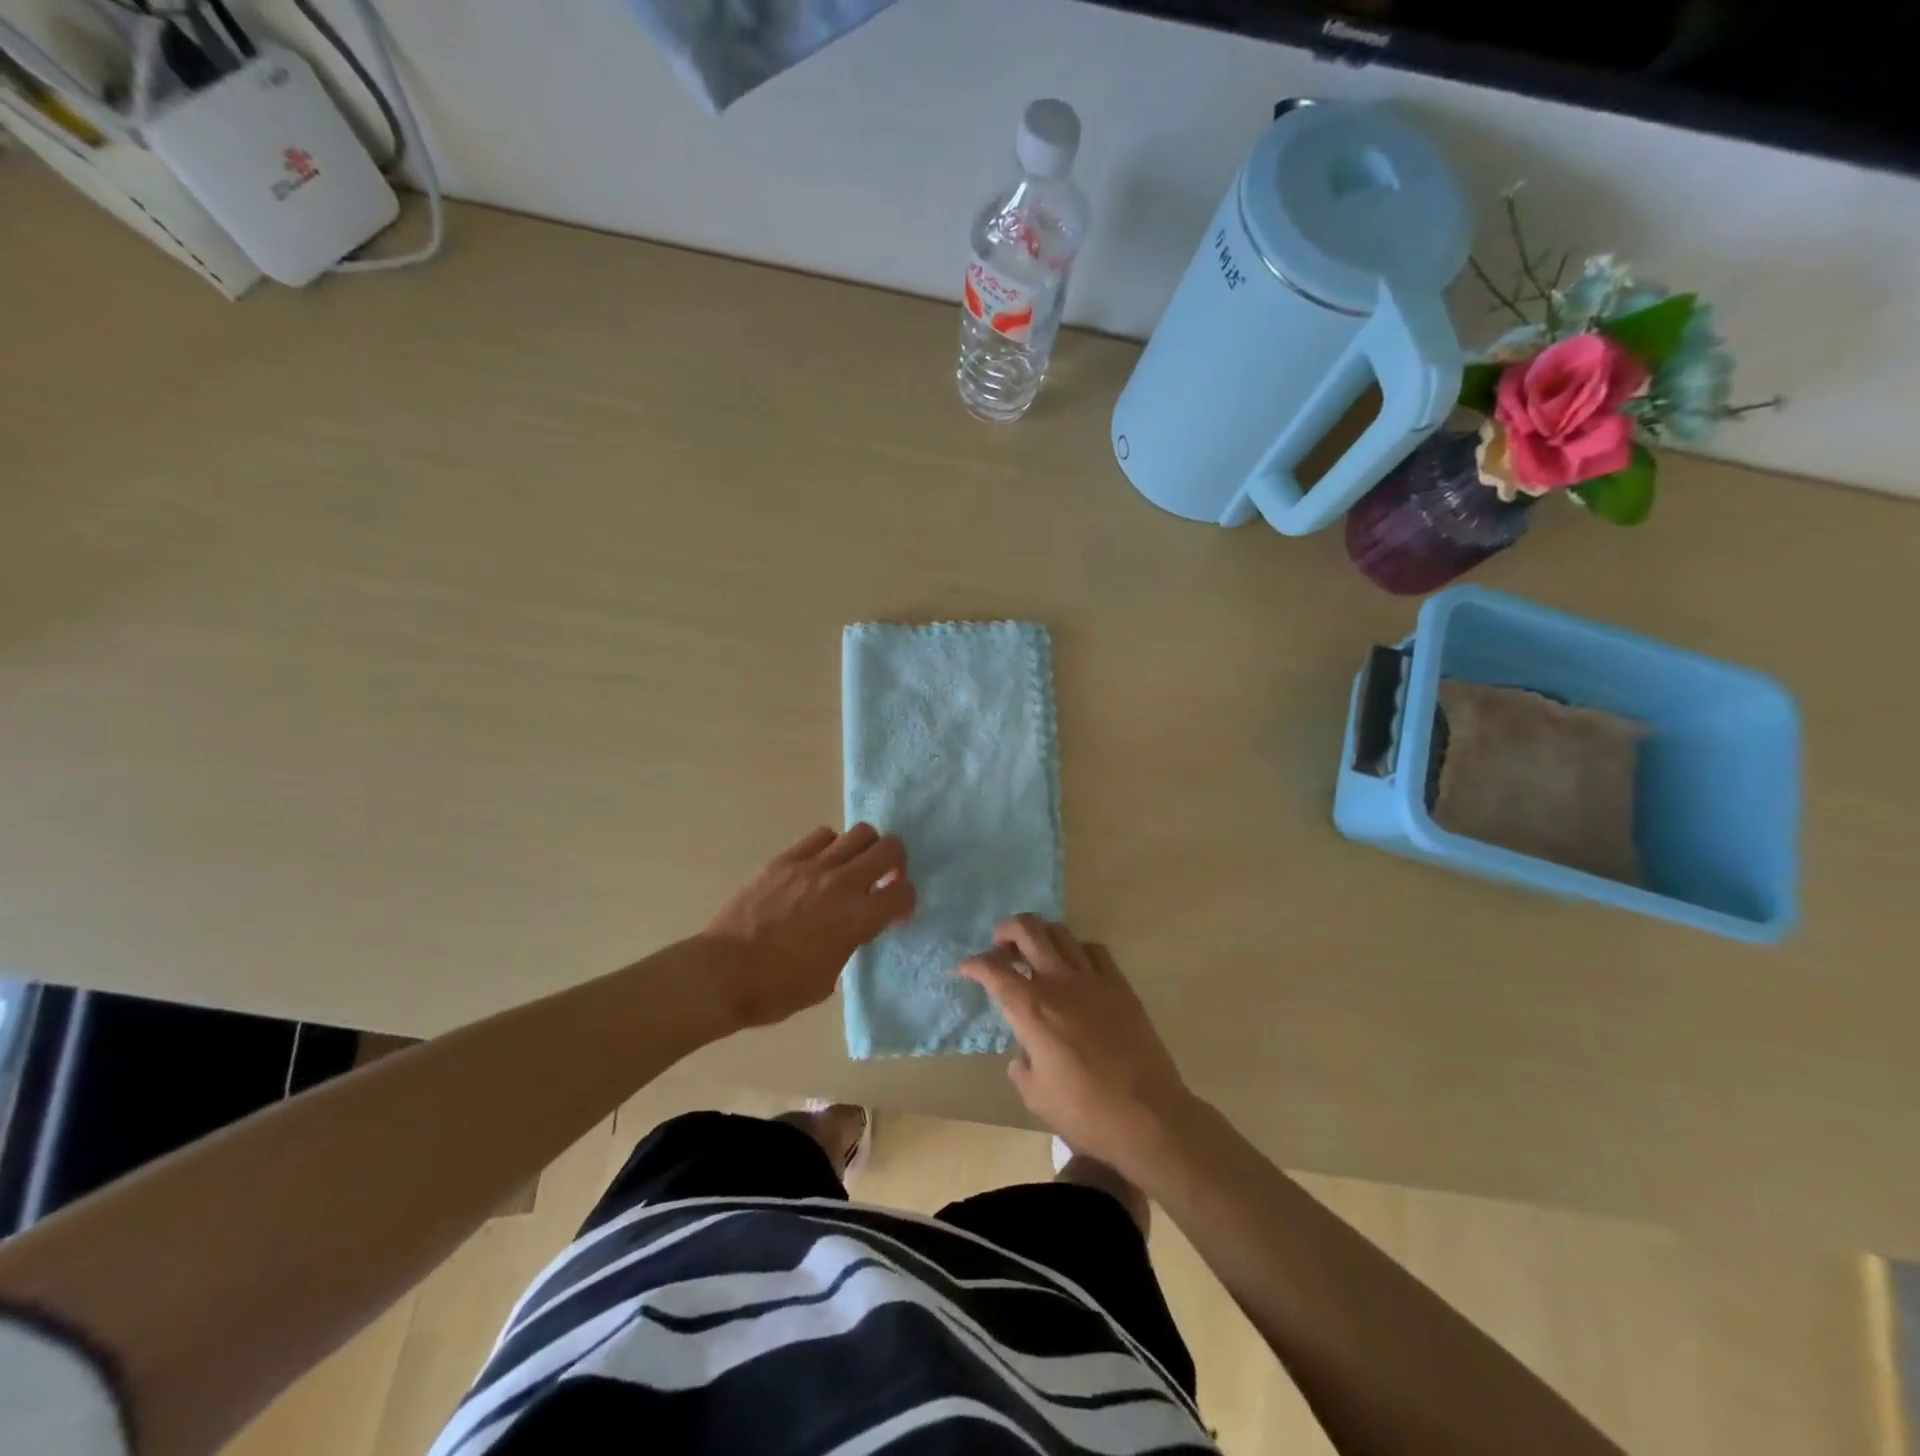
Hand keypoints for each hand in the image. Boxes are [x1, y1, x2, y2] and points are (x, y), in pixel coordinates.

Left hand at [700, 824, 913, 1031]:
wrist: (722, 973)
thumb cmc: (776, 990)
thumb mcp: (828, 979)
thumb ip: (849, 945)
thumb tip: (852, 930)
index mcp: (857, 919)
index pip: (903, 892)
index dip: (906, 901)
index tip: (895, 913)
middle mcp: (842, 884)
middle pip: (890, 848)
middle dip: (896, 862)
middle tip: (884, 878)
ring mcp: (812, 866)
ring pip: (860, 833)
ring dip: (866, 849)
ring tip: (853, 867)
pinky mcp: (785, 859)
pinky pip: (821, 836)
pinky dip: (831, 846)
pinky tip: (820, 865)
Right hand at [957, 915, 1193, 1176]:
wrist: (1147, 1114)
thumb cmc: (1085, 1112)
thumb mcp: (1036, 1096)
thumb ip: (1022, 1069)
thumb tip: (1023, 1056)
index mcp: (1031, 1008)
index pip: (992, 970)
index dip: (973, 964)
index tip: (964, 969)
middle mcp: (1058, 982)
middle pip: (1027, 931)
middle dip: (1006, 930)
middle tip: (1000, 944)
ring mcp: (1092, 978)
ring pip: (1060, 932)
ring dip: (1040, 934)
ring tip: (1034, 949)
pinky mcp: (1120, 984)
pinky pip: (1093, 950)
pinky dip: (1077, 949)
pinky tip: (1075, 965)